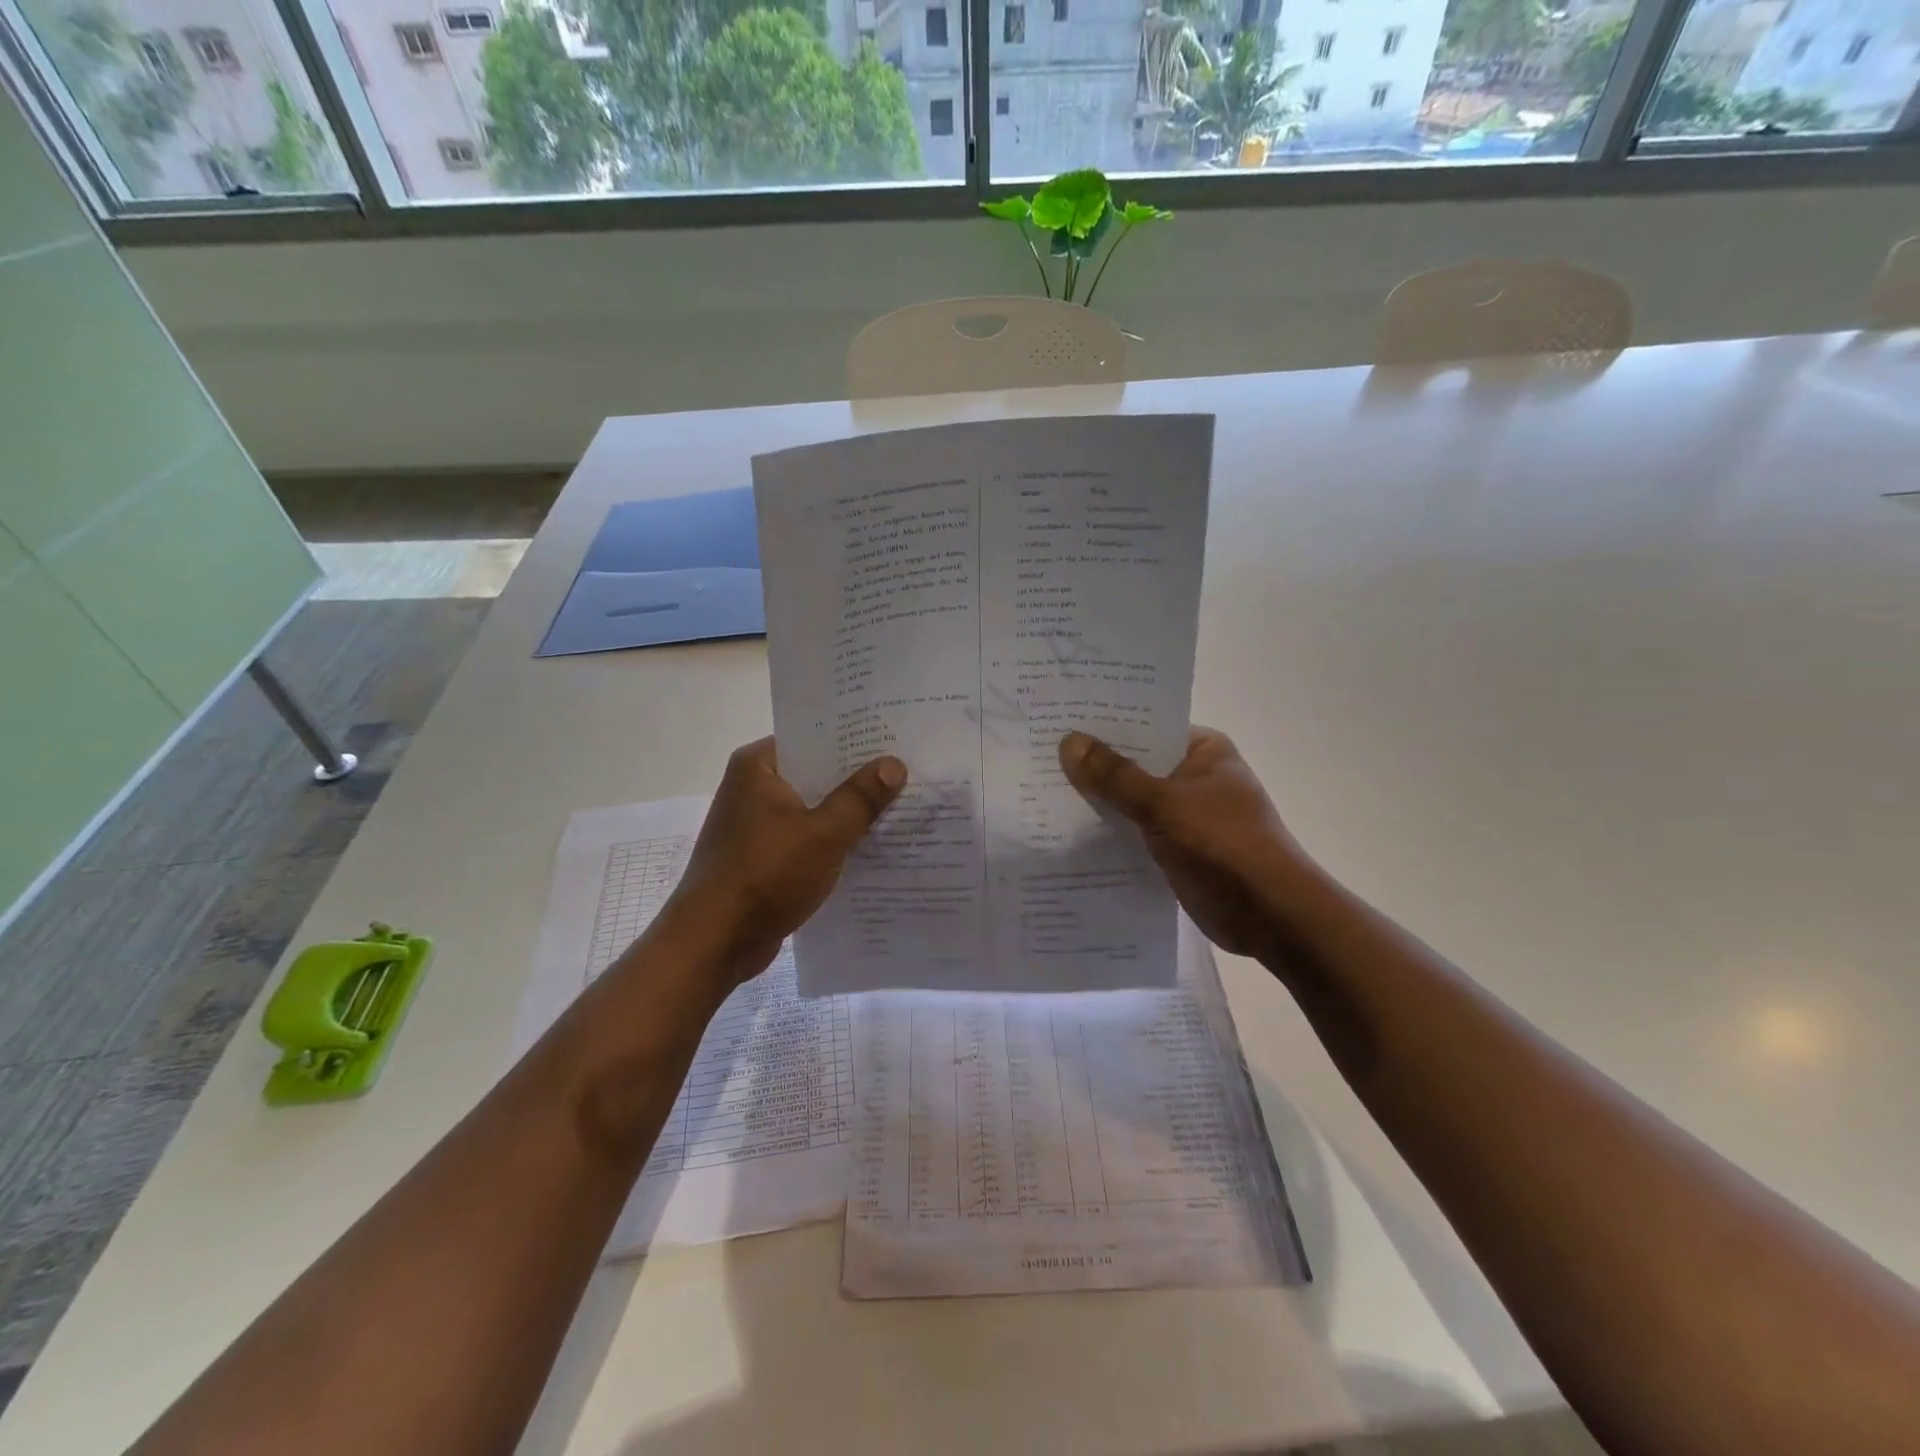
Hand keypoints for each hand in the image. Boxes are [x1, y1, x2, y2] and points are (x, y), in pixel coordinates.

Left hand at [664, 737, 906, 983]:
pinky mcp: (761, 856)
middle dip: (858, 780)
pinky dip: (831, 842)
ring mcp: (754, 824)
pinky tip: (870, 848)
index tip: (896, 741)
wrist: (714, 942)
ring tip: (900, 808)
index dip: (856, 741)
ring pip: (812, 809)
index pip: (815, 738)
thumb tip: (894, 763)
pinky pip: (805, 838)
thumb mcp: (823, 834)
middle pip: (816, 774)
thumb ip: (860, 797)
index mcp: (758, 766)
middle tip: (908, 774)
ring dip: (847, 814)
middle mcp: (752, 787)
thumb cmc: (765, 875)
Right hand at [1060, 727, 1301, 960]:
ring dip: (1098, 803)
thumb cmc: (1223, 844)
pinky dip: (1110, 833)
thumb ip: (1114, 776)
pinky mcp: (1177, 849)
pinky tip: (1068, 834)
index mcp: (1203, 751)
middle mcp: (1195, 776)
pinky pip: (1135, 832)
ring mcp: (1187, 815)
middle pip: (1135, 764)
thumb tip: (1069, 741)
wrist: (1269, 915)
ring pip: (1132, 801)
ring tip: (1041, 793)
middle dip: (1094, 766)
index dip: (1104, 725)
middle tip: (1039, 758)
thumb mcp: (1163, 804)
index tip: (1059, 722)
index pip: (1146, 726)